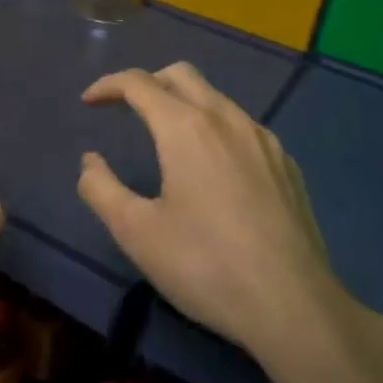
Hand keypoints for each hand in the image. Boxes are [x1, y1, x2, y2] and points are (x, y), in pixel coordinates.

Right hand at [77, 62, 364, 362]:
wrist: (293, 306)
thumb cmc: (205, 265)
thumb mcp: (136, 232)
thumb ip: (101, 189)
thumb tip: (90, 162)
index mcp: (186, 128)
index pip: (139, 83)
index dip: (108, 85)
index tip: (89, 102)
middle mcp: (227, 119)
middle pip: (181, 75)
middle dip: (148, 82)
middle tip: (126, 110)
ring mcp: (264, 140)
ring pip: (217, 99)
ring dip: (184, 104)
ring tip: (167, 140)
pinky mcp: (287, 165)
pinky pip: (243, 127)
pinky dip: (216, 129)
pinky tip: (214, 170)